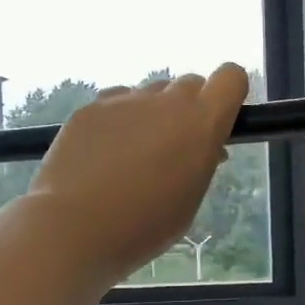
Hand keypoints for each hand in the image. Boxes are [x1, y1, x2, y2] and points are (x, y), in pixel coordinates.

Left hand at [27, 65, 249, 283]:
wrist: (74, 227)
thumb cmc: (144, 226)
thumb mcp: (190, 200)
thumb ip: (202, 163)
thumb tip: (205, 148)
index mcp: (201, 123)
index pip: (231, 77)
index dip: (228, 94)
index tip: (218, 120)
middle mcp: (166, 101)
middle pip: (189, 84)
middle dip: (189, 109)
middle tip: (175, 148)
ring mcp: (125, 101)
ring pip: (151, 94)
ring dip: (153, 115)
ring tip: (134, 155)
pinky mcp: (90, 108)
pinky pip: (116, 104)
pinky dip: (119, 122)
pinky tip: (104, 155)